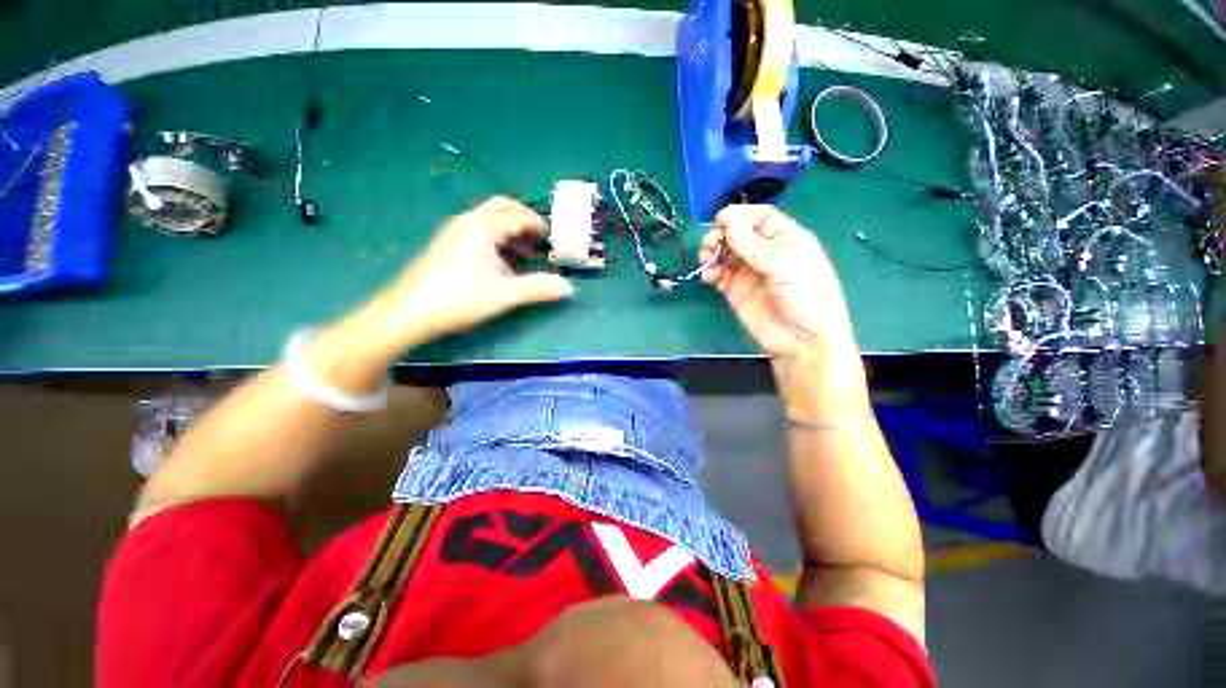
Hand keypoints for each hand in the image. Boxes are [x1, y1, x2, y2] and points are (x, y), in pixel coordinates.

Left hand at [374, 197, 573, 347]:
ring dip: (510, 228)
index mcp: (483, 227)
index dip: (540, 226)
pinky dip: (496, 236)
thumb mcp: (505, 295)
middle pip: (502, 206)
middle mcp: (468, 220)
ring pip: (489, 217)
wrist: (409, 311)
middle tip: (540, 239)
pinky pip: (478, 228)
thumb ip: (538, 288)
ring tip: (525, 252)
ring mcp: (454, 229)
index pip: (519, 216)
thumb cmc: (459, 299)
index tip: (554, 240)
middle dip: (524, 219)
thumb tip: (568, 288)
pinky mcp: (447, 242)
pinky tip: (501, 260)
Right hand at [700, 205, 854, 360]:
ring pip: (724, 253)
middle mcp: (764, 251)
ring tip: (706, 259)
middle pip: (737, 233)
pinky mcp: (735, 290)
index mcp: (784, 237)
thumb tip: (728, 222)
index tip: (721, 221)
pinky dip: (710, 271)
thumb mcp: (784, 263)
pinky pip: (718, 274)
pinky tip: (709, 276)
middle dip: (721, 235)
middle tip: (711, 244)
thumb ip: (752, 244)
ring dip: (712, 252)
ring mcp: (748, 271)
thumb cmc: (804, 294)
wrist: (801, 338)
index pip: (759, 217)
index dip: (740, 215)